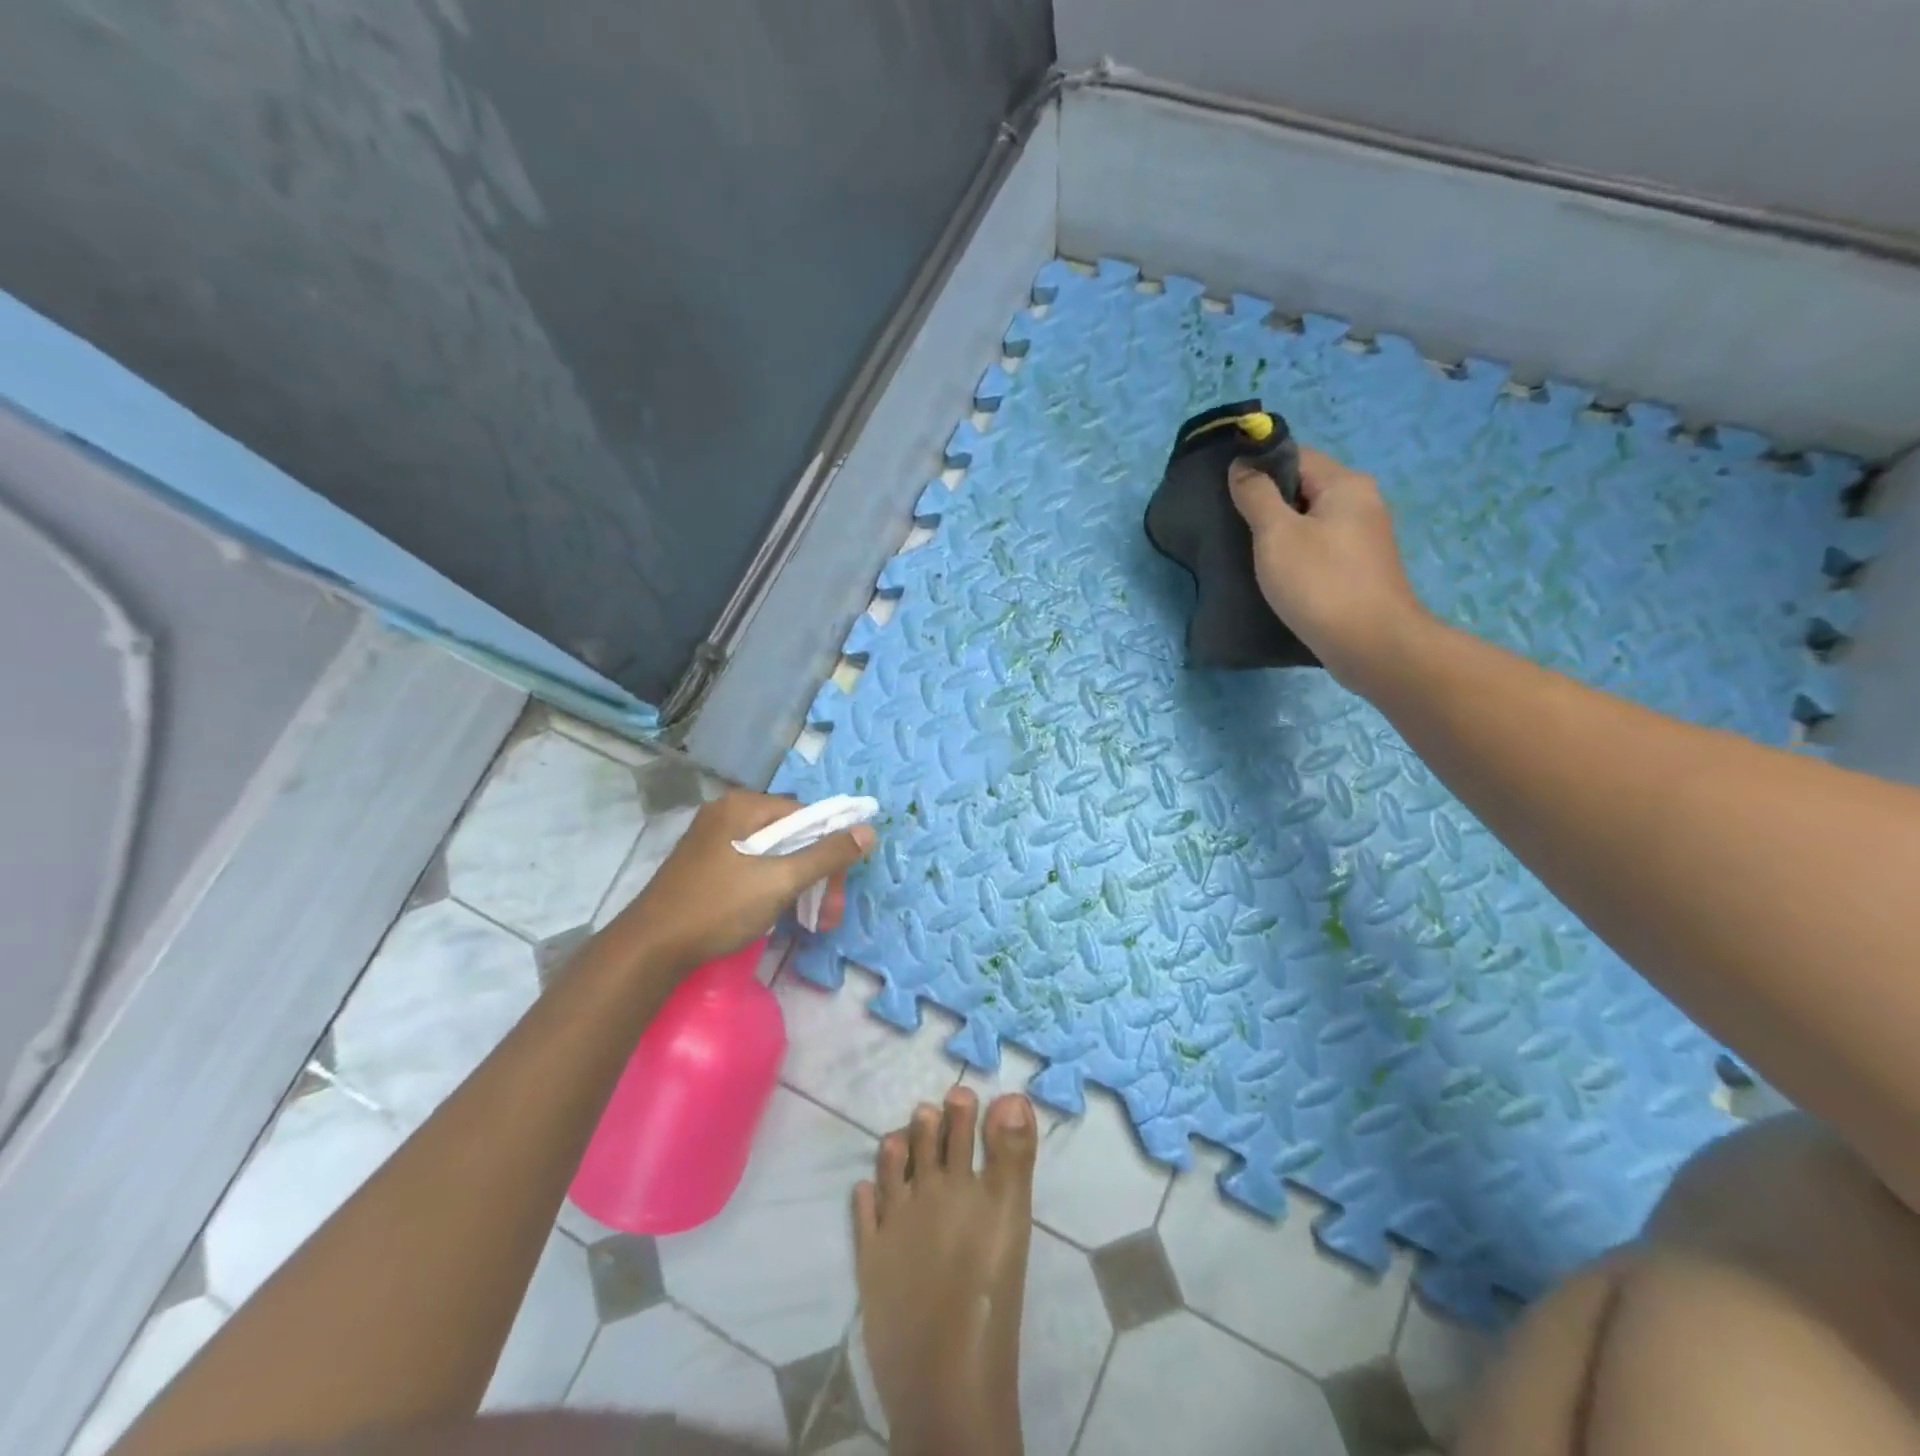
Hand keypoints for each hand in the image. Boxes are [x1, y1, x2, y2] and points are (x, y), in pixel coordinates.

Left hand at [621, 790, 874, 971]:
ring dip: (799, 887)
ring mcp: (714, 841)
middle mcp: (728, 815)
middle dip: (816, 875)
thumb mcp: (780, 881)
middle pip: (791, 837)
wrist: (650, 949)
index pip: (806, 816)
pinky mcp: (707, 867)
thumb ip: (826, 855)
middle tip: (828, 916)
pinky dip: (773, 889)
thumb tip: (868, 830)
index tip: (839, 888)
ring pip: (774, 856)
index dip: (830, 849)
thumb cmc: (718, 907)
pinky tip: (779, 916)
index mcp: (743, 806)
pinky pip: (754, 868)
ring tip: (811, 924)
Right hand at [1228, 446, 1428, 690]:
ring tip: (1247, 552)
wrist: (1371, 644)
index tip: (1226, 491)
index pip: (1295, 456)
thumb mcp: (1277, 535)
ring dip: (1280, 532)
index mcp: (1345, 484)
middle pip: (1304, 488)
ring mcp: (1364, 537)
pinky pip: (1320, 547)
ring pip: (1311, 520)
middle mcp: (1362, 502)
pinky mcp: (1360, 569)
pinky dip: (1296, 554)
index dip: (1258, 468)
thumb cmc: (1320, 583)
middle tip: (1231, 524)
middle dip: (1267, 502)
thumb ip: (1256, 496)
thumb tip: (1242, 464)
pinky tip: (1276, 575)